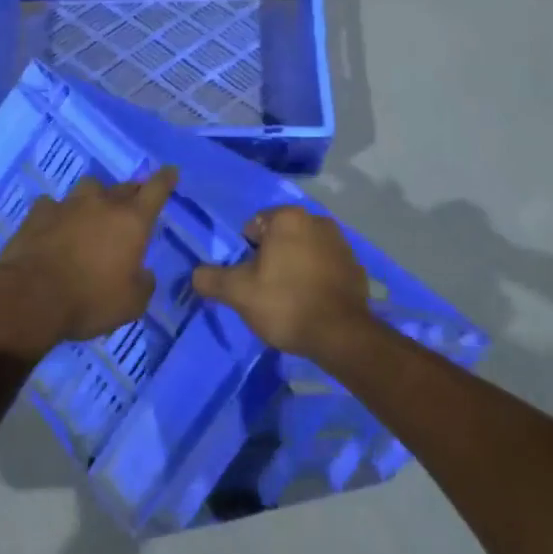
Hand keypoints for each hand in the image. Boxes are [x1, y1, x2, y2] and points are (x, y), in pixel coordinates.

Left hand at [0, 168, 178, 348]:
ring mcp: (68, 204)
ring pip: (89, 188)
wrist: (31, 297)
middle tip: (132, 206)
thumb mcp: (131, 304)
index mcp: (132, 221)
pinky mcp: (39, 212)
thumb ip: (144, 283)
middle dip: (132, 193)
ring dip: (95, 197)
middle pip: (124, 187)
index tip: (171, 171)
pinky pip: (54, 204)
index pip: (156, 189)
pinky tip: (55, 225)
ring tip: (92, 212)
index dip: (166, 179)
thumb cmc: (90, 300)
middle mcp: (102, 203)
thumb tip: (143, 273)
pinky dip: (59, 212)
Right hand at [191, 205, 372, 359]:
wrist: (341, 336)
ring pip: (304, 250)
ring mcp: (341, 243)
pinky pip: (326, 266)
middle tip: (266, 289)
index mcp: (288, 217)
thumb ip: (211, 279)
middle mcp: (317, 220)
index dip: (246, 252)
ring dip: (295, 266)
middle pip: (281, 237)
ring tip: (289, 298)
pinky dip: (316, 278)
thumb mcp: (238, 292)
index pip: (255, 226)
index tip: (249, 278)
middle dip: (272, 257)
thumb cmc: (285, 303)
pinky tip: (312, 302)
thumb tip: (196, 274)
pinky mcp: (356, 266)